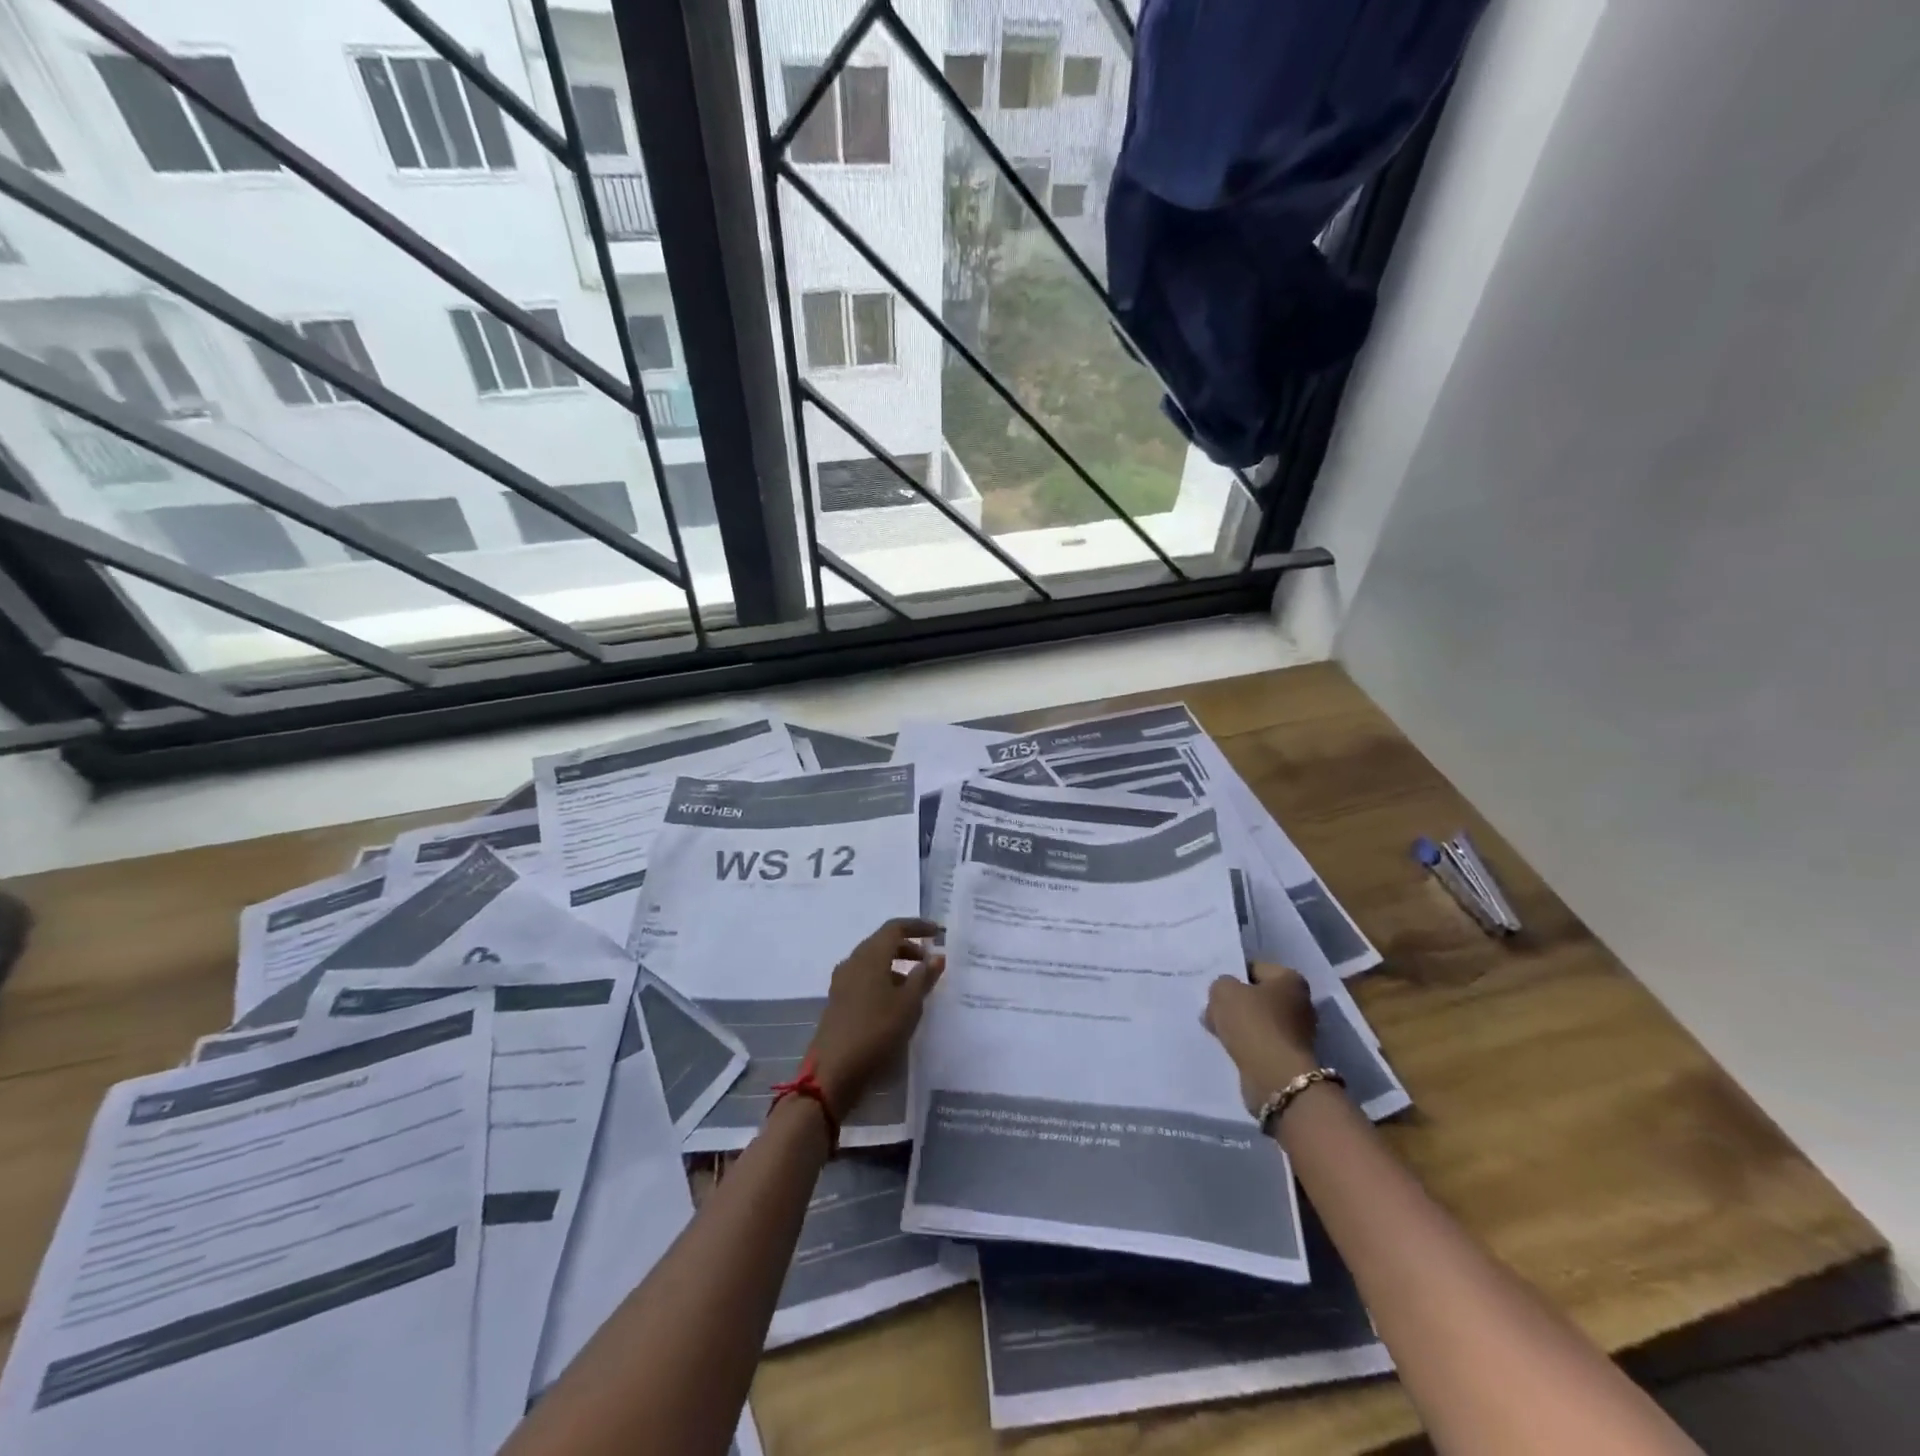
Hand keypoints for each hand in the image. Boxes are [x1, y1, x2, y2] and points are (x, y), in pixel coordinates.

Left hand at [807, 918, 943, 1116]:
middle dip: (907, 946)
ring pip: (873, 961)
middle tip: (929, 960)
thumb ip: (924, 977)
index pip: (895, 927)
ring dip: (895, 965)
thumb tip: (936, 956)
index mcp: (870, 955)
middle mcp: (853, 961)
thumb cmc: (876, 1032)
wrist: (832, 1072)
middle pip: (882, 942)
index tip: (938, 933)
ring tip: (916, 984)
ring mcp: (842, 981)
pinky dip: (883, 979)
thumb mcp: (908, 1005)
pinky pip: (864, 978)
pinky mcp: (838, 1000)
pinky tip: (895, 1001)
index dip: (918, 926)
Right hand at [1203, 963, 1319, 1116]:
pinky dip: (1247, 1045)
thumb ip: (1220, 985)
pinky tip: (1230, 1048)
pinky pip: (1261, 1042)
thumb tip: (1223, 996)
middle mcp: (1300, 1003)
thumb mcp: (1223, 991)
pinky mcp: (1290, 1057)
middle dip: (1236, 1003)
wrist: (1274, 1077)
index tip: (1214, 990)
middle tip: (1213, 1010)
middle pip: (1258, 996)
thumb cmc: (1252, 1024)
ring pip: (1258, 1021)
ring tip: (1218, 1031)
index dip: (1231, 976)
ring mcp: (1298, 1032)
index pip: (1254, 968)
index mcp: (1290, 979)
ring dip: (1240, 1026)